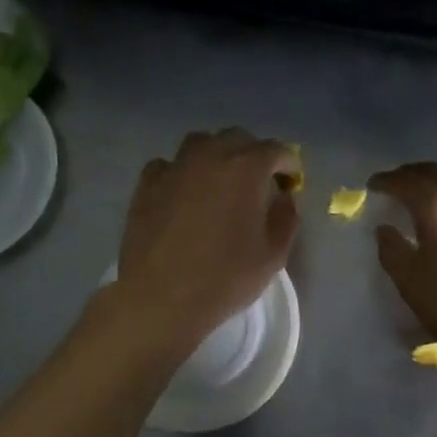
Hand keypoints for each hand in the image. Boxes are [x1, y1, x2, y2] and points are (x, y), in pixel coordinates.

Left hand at [115, 129, 300, 353]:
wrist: (161, 298)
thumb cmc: (225, 278)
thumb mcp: (273, 255)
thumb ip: (285, 218)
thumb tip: (283, 198)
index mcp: (246, 169)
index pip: (276, 151)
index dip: (288, 166)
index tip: (290, 185)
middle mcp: (210, 157)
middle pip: (237, 138)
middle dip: (254, 155)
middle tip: (258, 184)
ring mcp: (174, 167)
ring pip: (201, 143)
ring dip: (217, 156)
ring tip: (220, 183)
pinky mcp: (146, 184)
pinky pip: (169, 165)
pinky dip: (182, 172)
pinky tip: (184, 194)